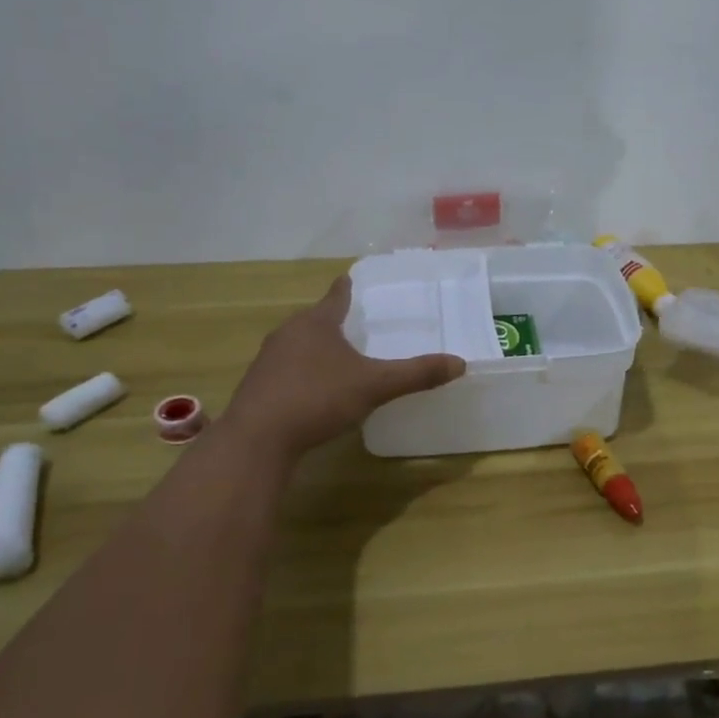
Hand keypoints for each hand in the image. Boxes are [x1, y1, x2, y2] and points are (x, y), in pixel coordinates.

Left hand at [225, 276, 464, 458]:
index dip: (347, 288)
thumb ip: (416, 374)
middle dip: (334, 320)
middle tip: (357, 324)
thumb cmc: (317, 398)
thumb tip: (460, 363)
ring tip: (338, 356)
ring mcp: (268, 360)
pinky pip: (286, 370)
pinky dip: (302, 372)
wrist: (258, 438)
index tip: (352, 279)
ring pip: (298, 344)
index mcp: (317, 323)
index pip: (336, 295)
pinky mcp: (258, 386)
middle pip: (315, 319)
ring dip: (316, 348)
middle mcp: (288, 333)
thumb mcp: (374, 385)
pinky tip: (314, 390)